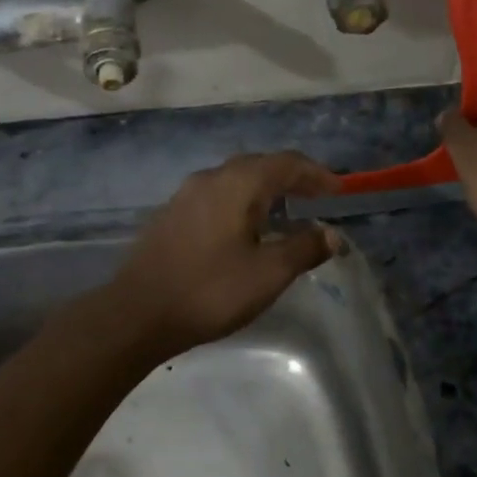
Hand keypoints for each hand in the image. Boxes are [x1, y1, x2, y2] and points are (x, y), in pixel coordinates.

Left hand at [107, 151, 343, 360]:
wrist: (137, 313)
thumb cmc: (210, 291)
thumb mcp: (268, 273)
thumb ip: (304, 248)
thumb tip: (332, 234)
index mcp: (238, 184)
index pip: (287, 163)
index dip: (317, 175)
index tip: (339, 191)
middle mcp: (212, 178)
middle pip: (261, 165)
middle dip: (293, 178)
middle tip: (318, 197)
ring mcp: (186, 194)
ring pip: (236, 179)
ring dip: (266, 189)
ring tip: (287, 211)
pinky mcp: (172, 214)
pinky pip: (218, 195)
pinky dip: (242, 201)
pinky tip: (246, 227)